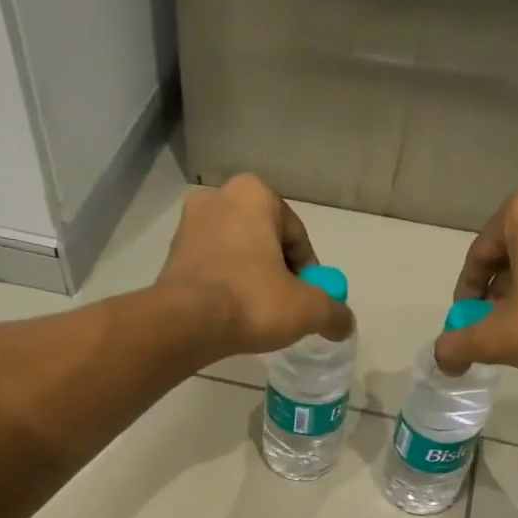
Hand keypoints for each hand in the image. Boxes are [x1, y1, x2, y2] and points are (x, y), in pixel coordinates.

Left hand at [157, 174, 354, 357]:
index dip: (309, 271)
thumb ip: (334, 312)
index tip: (310, 299)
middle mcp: (218, 198)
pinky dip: (226, 288)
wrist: (185, 324)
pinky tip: (233, 315)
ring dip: (251, 280)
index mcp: (254, 193)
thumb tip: (346, 324)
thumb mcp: (307, 309)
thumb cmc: (252, 301)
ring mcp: (189, 225)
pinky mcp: (171, 254)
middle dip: (278, 272)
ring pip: (237, 255)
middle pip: (265, 242)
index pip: (296, 235)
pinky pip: (213, 269)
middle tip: (287, 307)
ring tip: (259, 315)